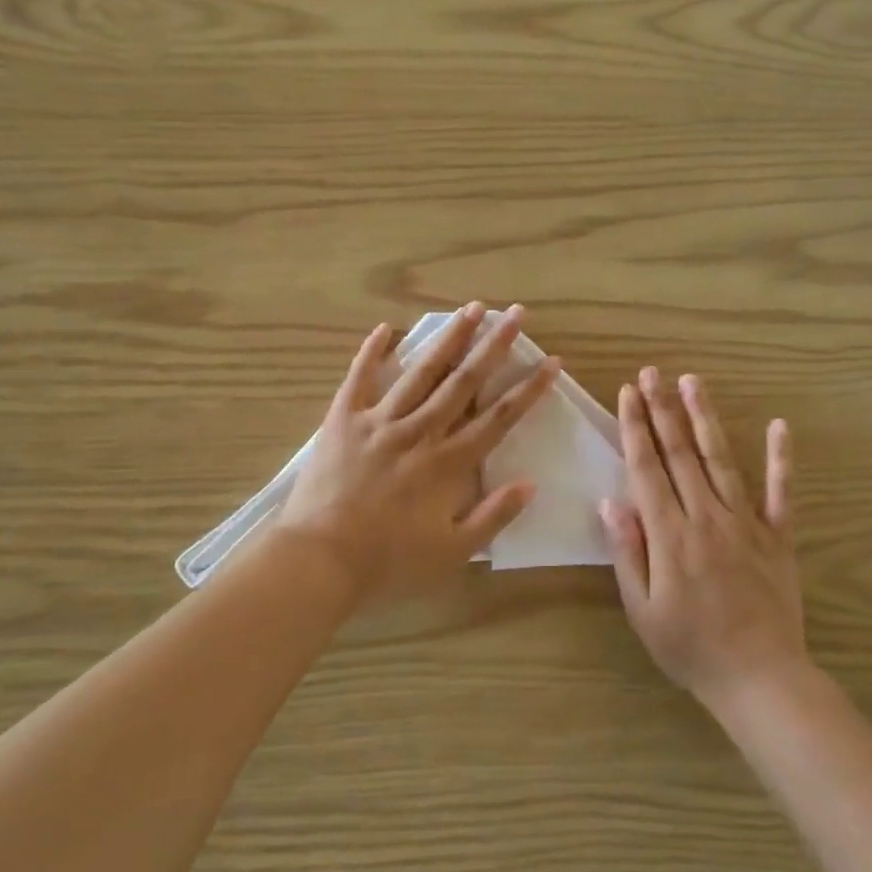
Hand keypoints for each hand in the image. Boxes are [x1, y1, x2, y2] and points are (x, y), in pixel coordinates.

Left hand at [277, 302, 559, 607]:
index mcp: (448, 464)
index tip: (551, 362)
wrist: (319, 560)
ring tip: (471, 308)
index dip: (528, 389)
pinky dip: (372, 352)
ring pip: (421, 371)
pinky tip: (386, 328)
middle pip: (463, 382)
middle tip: (516, 314)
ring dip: (449, 338)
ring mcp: (379, 421)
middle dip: (494, 346)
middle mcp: (419, 432)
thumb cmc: (388, 562)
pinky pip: (359, 378)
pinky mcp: (343, 420)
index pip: (498, 418)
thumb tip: (529, 484)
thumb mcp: (452, 553)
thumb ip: (492, 516)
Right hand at [601, 368, 805, 704]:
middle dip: (663, 409)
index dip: (635, 428)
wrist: (759, 678)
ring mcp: (747, 523)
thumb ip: (627, 551)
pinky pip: (780, 492)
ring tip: (693, 382)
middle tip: (652, 373)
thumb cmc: (690, 647)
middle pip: (680, 453)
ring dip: (706, 418)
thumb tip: (611, 501)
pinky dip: (780, 459)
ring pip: (722, 459)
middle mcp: (707, 517)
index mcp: (670, 534)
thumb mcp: (642, 609)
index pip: (647, 468)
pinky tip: (779, 426)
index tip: (627, 393)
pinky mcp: (778, 536)